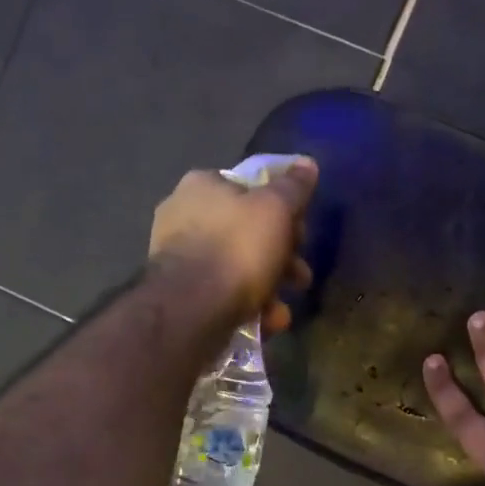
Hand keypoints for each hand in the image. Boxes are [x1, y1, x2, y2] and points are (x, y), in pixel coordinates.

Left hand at [149, 159, 316, 331]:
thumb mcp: (276, 210)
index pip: (249, 189)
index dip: (282, 210)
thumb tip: (307, 164)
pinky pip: (221, 293)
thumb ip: (294, 187)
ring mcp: (177, 257)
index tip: (301, 233)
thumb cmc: (237, 247)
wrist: (192, 308)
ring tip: (283, 309)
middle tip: (299, 276)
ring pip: (236, 266)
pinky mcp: (179, 293)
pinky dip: (246, 305)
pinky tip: (265, 321)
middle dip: (280, 256)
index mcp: (202, 185)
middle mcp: (183, 215)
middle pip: (246, 231)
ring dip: (268, 287)